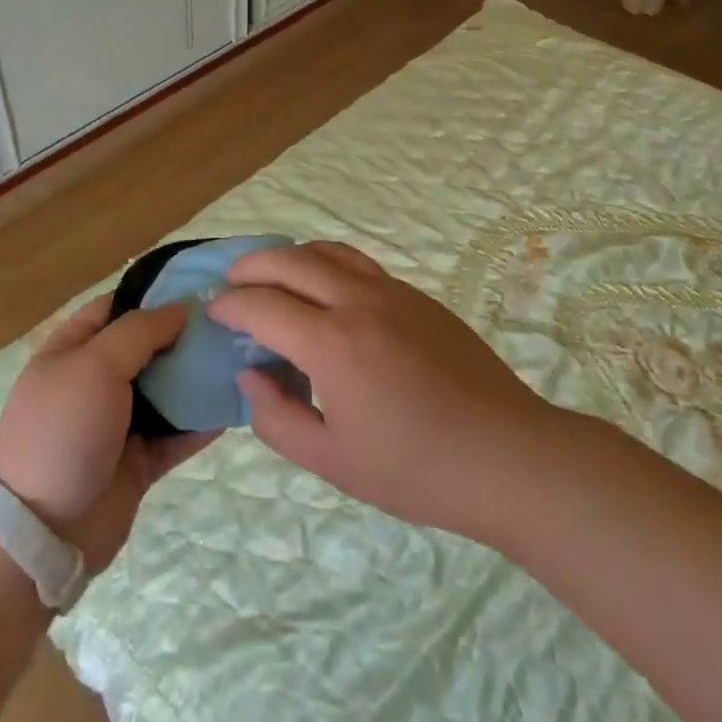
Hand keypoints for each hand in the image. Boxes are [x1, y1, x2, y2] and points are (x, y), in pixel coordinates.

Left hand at [0, 296, 218, 568]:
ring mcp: (116, 424)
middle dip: (184, 335)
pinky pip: (176, 435)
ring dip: (197, 377)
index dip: (152, 294)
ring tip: (242, 358)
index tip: (199, 285)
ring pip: (165, 391)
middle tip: (233, 321)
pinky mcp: (138, 463)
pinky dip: (201, 423)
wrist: (42, 532)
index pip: (115, 307)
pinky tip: (235, 405)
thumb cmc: (62, 430)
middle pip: (146, 348)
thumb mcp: (94, 364)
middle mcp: (94, 381)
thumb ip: (139, 332)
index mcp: (72, 350)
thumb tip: (178, 309)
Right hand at [208, 242, 555, 542]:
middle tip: (232, 283)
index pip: (262, 305)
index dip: (230, 306)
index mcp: (331, 343)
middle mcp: (358, 302)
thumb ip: (277, 418)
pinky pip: (360, 265)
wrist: (509, 457)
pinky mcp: (420, 298)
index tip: (213, 312)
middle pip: (290, 260)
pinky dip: (327, 266)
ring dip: (291, 256)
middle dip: (251, 266)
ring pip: (328, 251)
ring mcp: (394, 293)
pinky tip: (327, 295)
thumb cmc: (416, 469)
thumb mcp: (332, 461)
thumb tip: (250, 376)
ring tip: (274, 276)